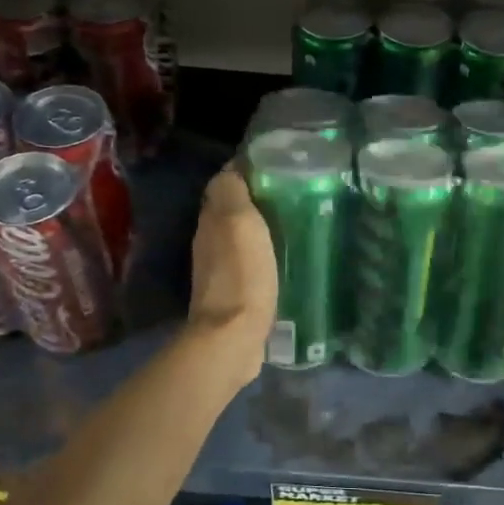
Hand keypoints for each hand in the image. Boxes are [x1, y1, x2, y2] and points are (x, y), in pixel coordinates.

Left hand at [187, 166, 277, 388]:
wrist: (233, 337)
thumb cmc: (241, 274)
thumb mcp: (239, 222)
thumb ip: (232, 192)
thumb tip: (231, 169)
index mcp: (211, 221)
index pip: (225, 185)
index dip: (247, 173)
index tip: (277, 167)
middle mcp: (210, 242)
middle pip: (231, 212)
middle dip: (256, 200)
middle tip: (292, 194)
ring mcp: (221, 271)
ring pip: (241, 238)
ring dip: (260, 230)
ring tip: (294, 223)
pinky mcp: (235, 294)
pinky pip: (250, 264)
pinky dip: (263, 256)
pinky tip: (283, 258)